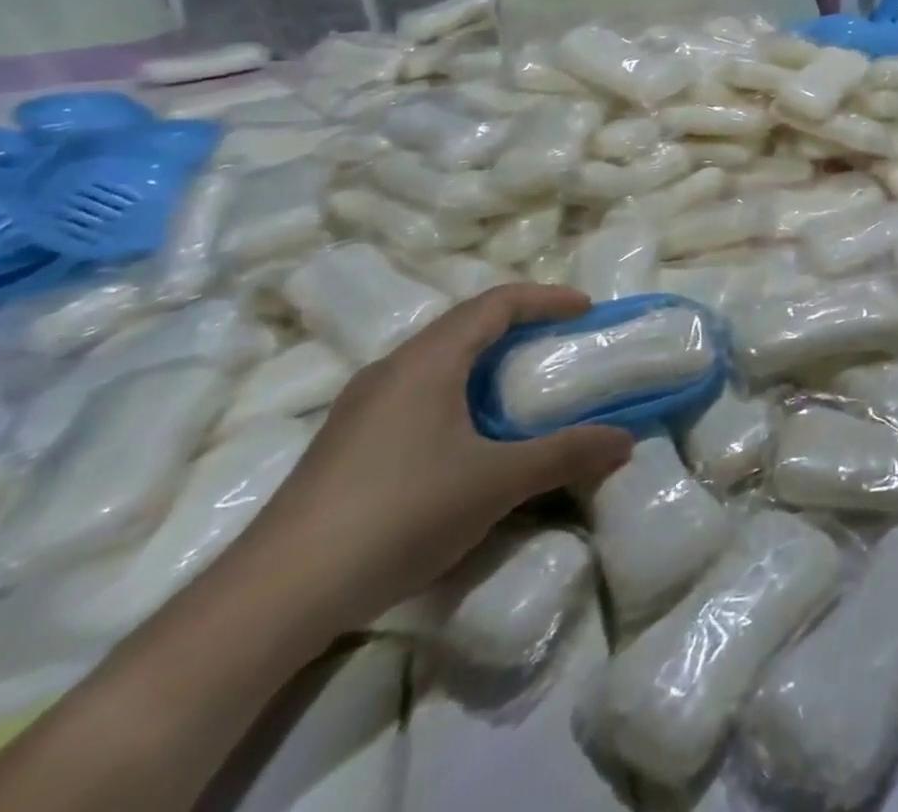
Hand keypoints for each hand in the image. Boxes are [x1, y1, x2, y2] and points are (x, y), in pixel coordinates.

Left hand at [230, 284, 631, 636]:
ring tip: (526, 386)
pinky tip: (472, 435)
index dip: (547, 298)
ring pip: (439, 359)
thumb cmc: (398, 515)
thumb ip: (566, 454)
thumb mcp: (497, 483)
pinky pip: (419, 392)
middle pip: (466, 325)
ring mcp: (362, 407)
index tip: (587, 311)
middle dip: (521, 327)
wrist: (271, 600)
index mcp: (429, 360)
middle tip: (563, 345)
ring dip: (488, 361)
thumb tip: (625, 440)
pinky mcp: (348, 443)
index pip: (497, 302)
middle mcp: (392, 369)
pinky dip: (461, 391)